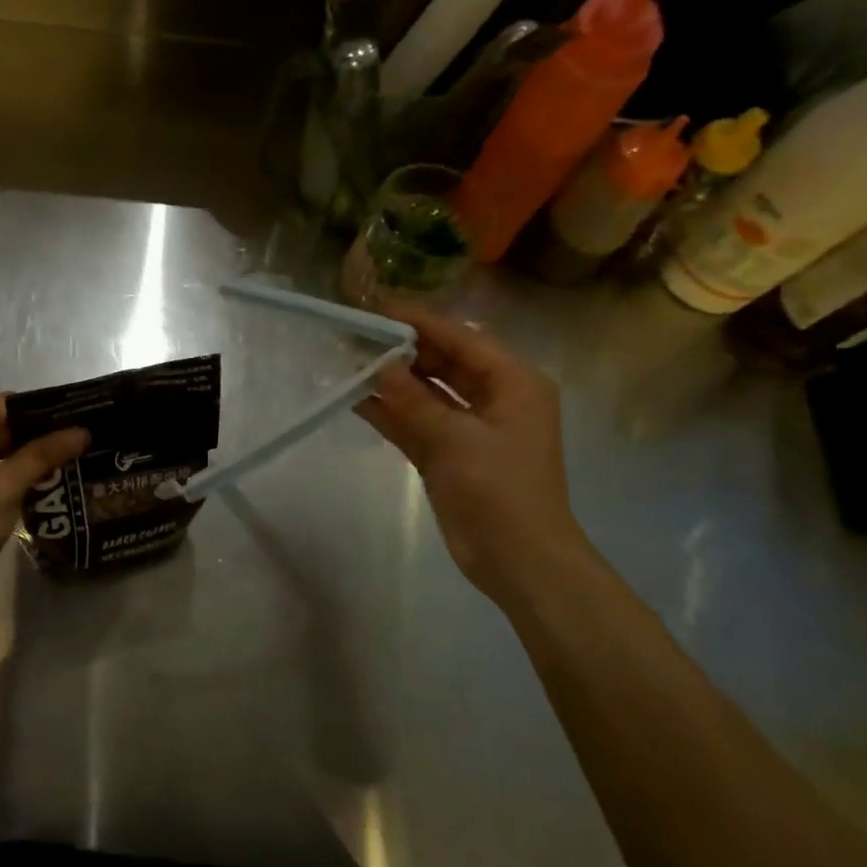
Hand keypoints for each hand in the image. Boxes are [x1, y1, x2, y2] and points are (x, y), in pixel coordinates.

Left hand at [0, 395, 88, 605]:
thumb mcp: (7, 486)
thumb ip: (44, 453)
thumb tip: (83, 432)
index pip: (7, 405)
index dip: (46, 415)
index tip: (81, 423)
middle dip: (34, 437)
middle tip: (78, 446)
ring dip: (20, 456)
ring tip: (66, 462)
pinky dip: (1, 469)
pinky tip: (35, 479)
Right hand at [357, 309, 589, 608]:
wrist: (518, 559)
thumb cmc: (499, 490)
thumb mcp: (456, 439)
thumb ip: (414, 400)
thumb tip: (379, 365)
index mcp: (514, 382)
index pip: (461, 339)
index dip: (419, 322)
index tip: (377, 308)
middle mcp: (494, 397)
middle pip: (443, 361)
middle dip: (402, 350)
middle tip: (355, 334)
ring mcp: (470, 427)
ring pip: (426, 392)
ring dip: (392, 381)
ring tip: (348, 361)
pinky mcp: (450, 453)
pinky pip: (417, 422)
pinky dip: (391, 413)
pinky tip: (356, 399)